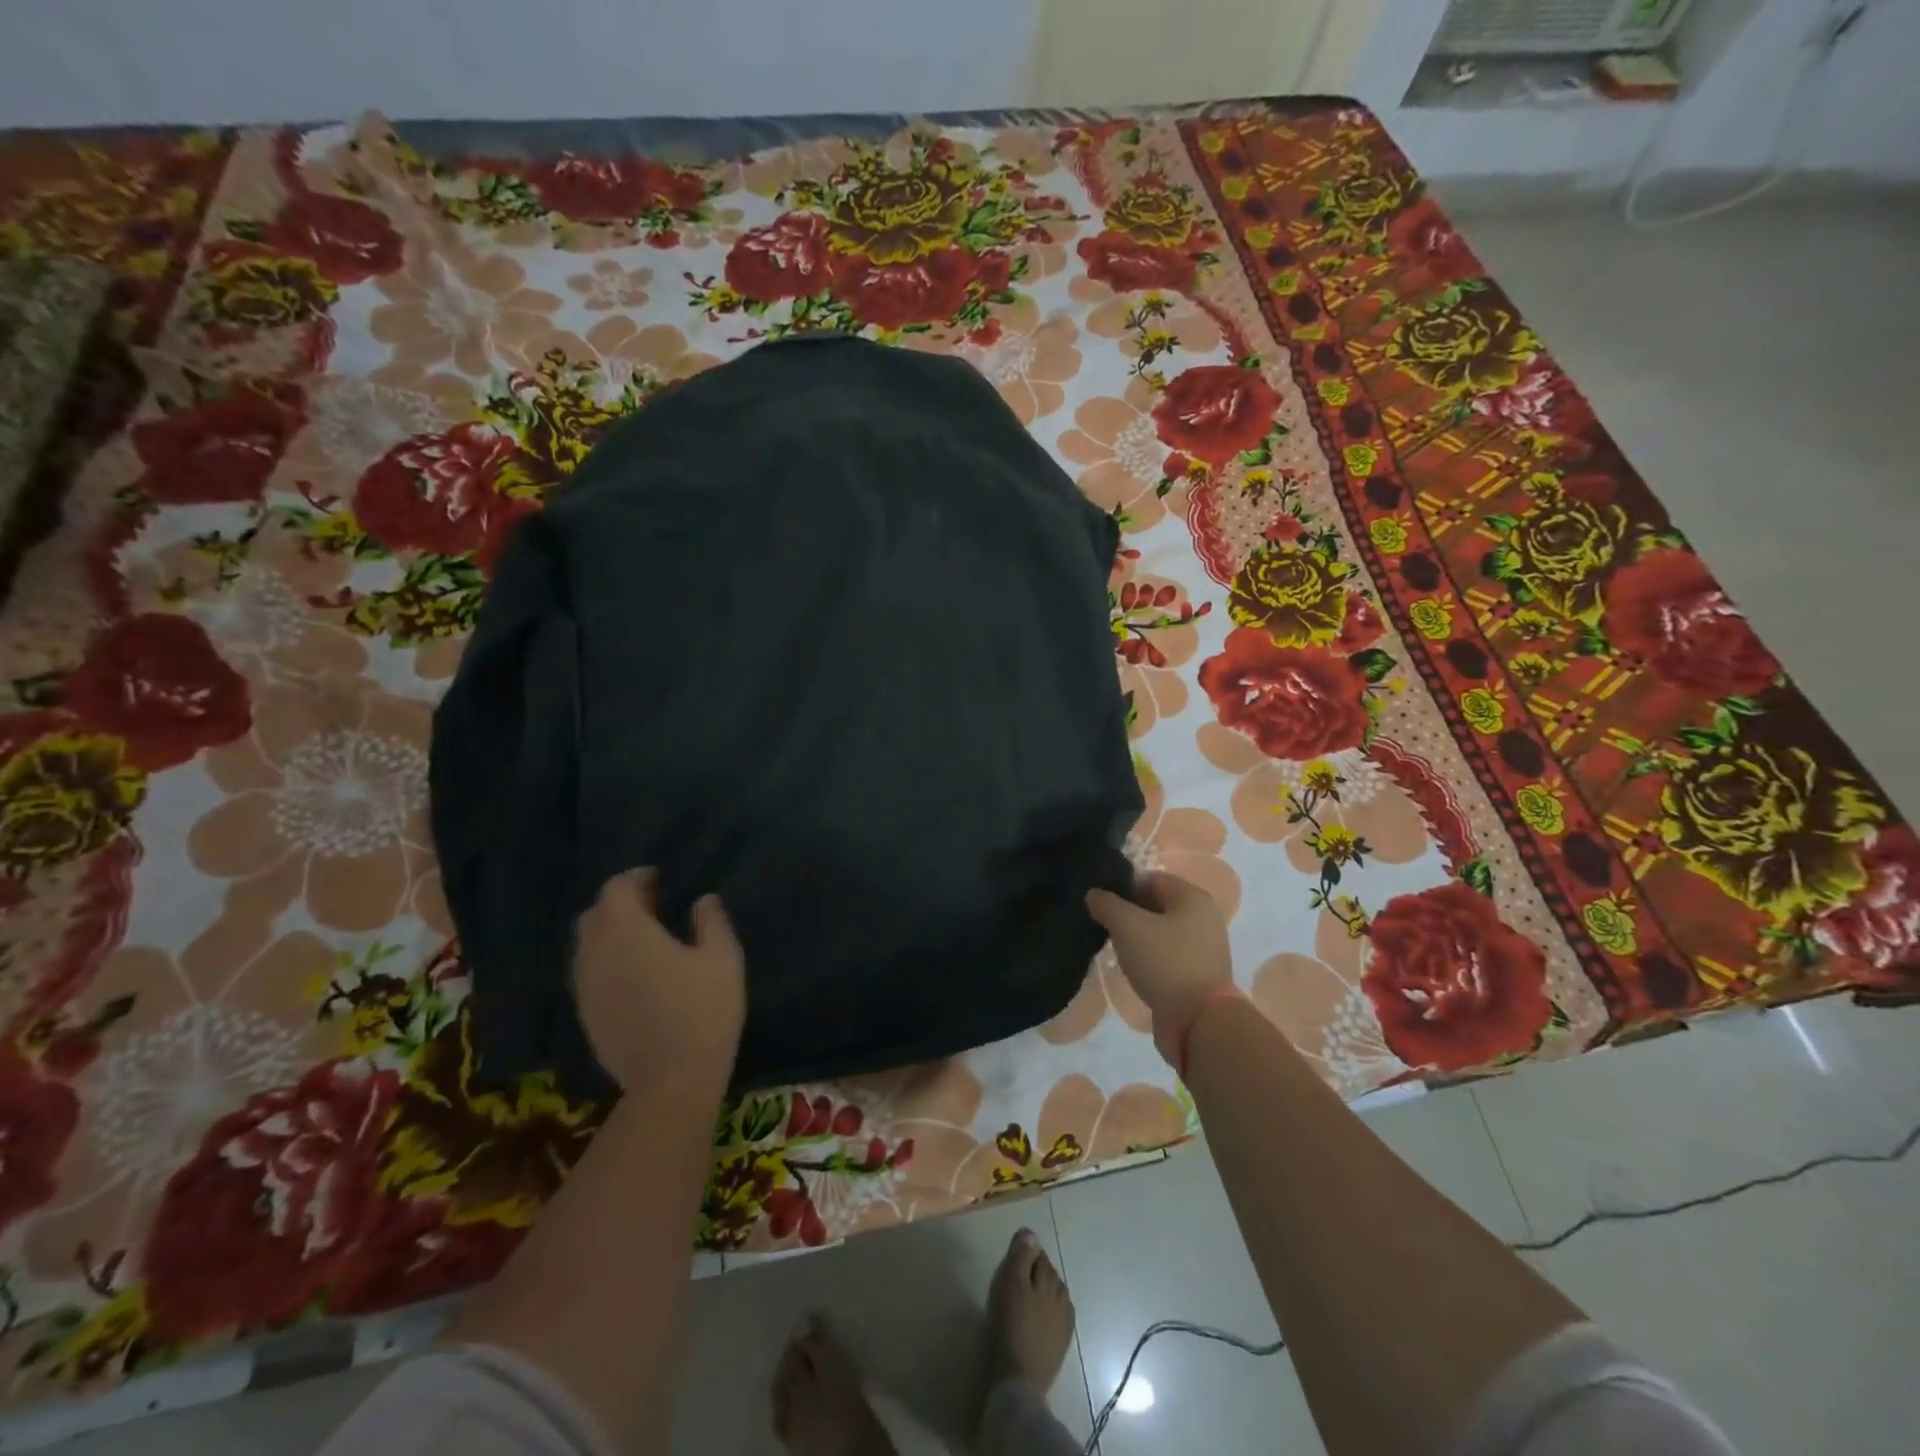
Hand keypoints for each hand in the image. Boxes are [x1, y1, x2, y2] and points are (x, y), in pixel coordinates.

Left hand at [573, 869, 744, 1091]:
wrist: (671, 1082)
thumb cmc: (702, 1010)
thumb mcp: (723, 958)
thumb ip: (711, 921)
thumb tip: (703, 900)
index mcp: (626, 931)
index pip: (615, 890)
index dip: (635, 879)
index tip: (659, 878)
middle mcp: (595, 954)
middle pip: (595, 915)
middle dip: (619, 904)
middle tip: (653, 905)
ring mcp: (585, 988)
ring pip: (588, 947)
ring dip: (611, 935)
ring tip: (644, 940)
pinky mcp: (586, 1016)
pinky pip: (590, 975)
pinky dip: (607, 963)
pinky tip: (635, 975)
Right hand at [1087, 871, 1233, 1066]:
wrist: (1199, 1022)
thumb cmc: (1165, 962)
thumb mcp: (1127, 926)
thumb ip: (1107, 904)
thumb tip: (1094, 894)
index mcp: (1192, 897)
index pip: (1150, 878)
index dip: (1122, 886)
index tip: (1099, 902)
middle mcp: (1203, 917)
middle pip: (1156, 904)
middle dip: (1128, 912)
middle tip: (1102, 924)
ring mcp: (1203, 947)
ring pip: (1160, 931)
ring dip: (1137, 936)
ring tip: (1114, 947)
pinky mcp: (1198, 973)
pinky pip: (1167, 954)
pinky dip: (1149, 957)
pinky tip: (1132, 967)